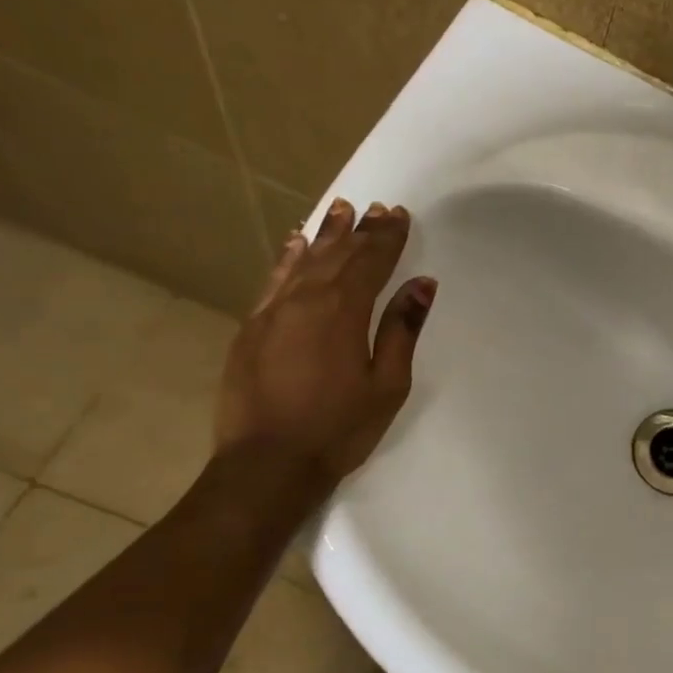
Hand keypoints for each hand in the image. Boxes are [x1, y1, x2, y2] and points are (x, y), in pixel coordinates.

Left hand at [215, 198, 435, 493]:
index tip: (400, 214)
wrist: (267, 464)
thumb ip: (402, 330)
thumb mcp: (387, 384)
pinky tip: (296, 242)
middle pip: (338, 256)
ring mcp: (272, 312)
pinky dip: (288, 257)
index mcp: (343, 312)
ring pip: (303, 261)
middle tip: (378, 208)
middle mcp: (304, 301)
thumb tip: (421, 285)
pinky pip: (273, 280)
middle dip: (360, 231)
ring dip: (325, 235)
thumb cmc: (339, 427)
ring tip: (340, 209)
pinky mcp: (251, 328)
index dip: (387, 238)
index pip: (370, 263)